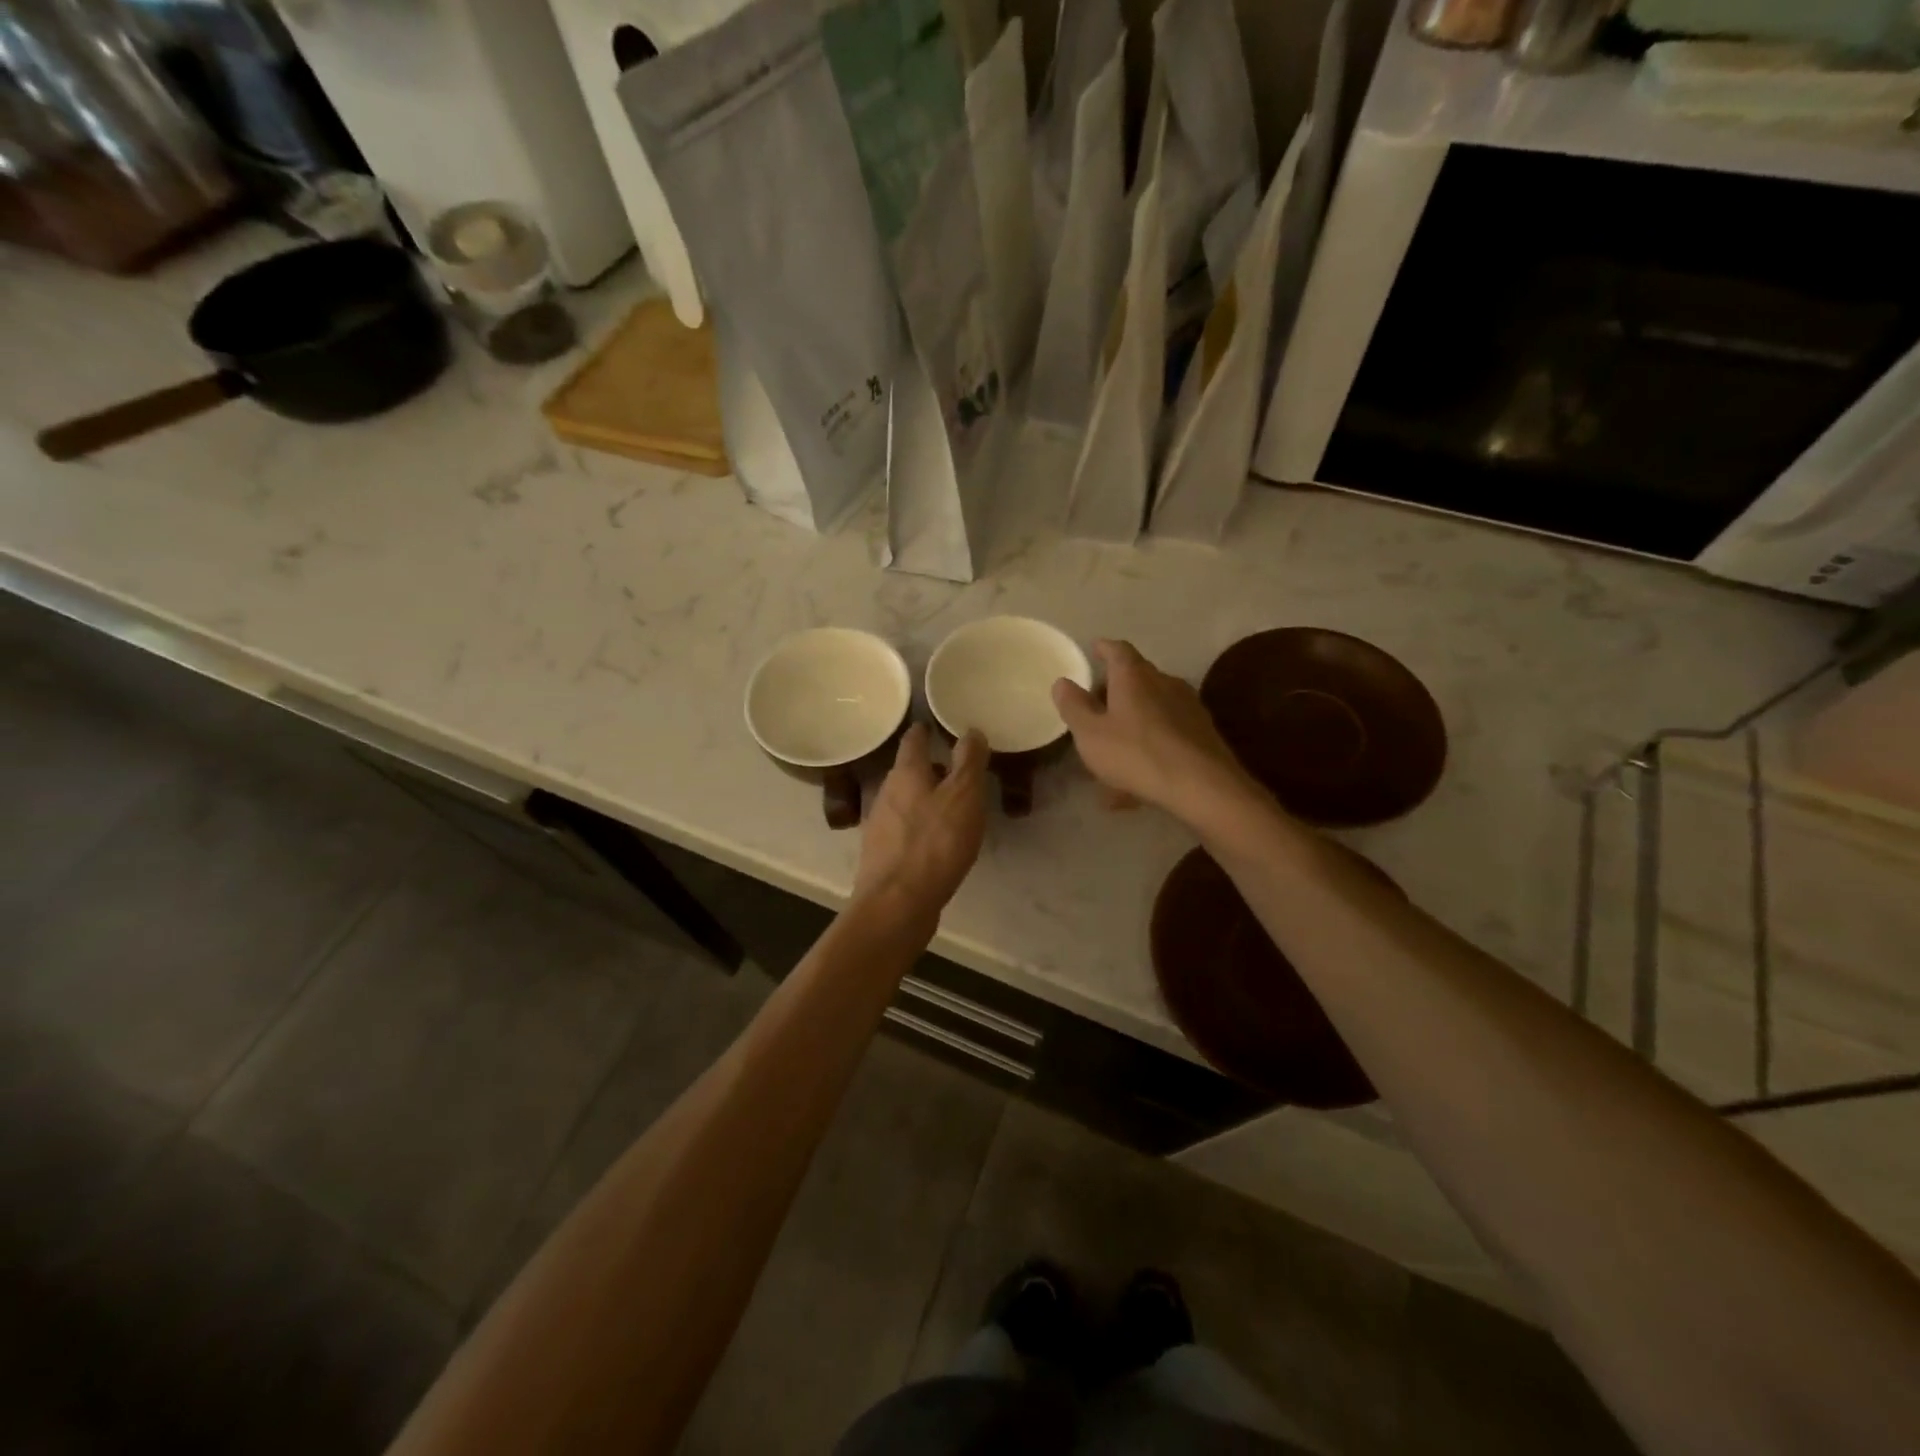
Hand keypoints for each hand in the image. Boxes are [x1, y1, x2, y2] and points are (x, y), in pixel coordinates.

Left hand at [853, 723, 988, 920]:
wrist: (897, 904)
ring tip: (952, 806)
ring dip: (926, 799)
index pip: (913, 740)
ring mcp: (881, 826)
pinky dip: (921, 827)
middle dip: (930, 768)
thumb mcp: (963, 796)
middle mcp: (887, 794)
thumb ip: (969, 761)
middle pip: (908, 772)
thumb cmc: (935, 843)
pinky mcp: (883, 856)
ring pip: (906, 801)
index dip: (924, 731)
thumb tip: (971, 730)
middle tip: (956, 769)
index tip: (935, 726)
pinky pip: (905, 830)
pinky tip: (937, 842)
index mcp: (906, 774)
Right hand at [1052, 640, 1255, 823]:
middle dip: (1116, 689)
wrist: (1202, 786)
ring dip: (1132, 723)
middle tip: (1096, 705)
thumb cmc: (1136, 753)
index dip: (1104, 649)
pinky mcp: (1202, 733)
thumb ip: (1074, 706)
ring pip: (1152, 709)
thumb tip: (1062, 682)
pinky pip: (1166, 735)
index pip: (1118, 650)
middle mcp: (1164, 682)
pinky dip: (1149, 747)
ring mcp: (1188, 707)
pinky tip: (1136, 782)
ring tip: (1113, 751)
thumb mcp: (1090, 733)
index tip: (1094, 649)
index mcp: (1134, 676)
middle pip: (1137, 678)